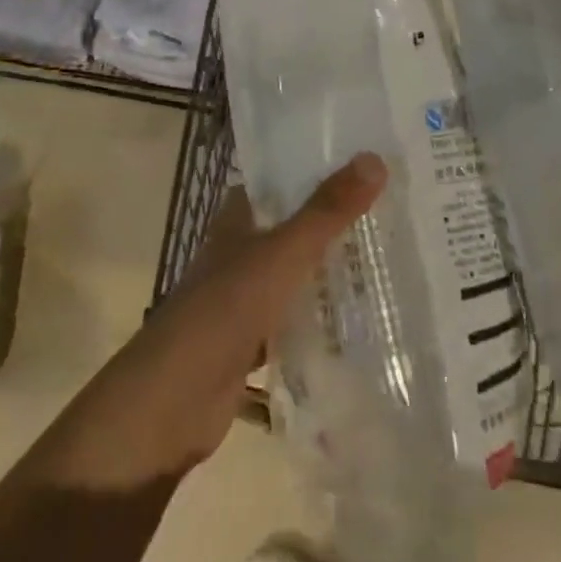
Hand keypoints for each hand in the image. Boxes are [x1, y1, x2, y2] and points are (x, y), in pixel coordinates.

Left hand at [38, 154, 386, 488]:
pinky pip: (292, 323)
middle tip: (388, 210)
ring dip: (327, 271)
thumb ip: (325, 212)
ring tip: (385, 259)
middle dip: (329, 222)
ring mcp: (243, 301)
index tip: (360, 164)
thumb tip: (374, 158)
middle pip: (289, 229)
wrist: (172, 403)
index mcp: (235, 223)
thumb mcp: (280, 255)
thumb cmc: (223, 312)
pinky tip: (358, 322)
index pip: (275, 184)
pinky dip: (319, 321)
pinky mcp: (250, 345)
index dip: (310, 172)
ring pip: (292, 276)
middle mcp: (237, 256)